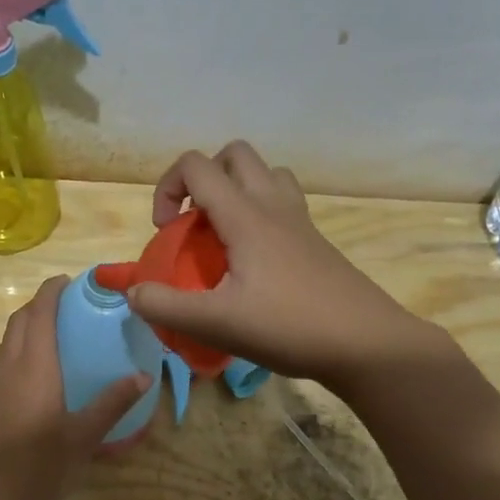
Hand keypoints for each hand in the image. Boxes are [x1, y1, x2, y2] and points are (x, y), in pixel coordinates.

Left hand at [0, 276, 149, 499]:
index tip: (72, 281)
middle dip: (40, 304)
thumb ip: (112, 403)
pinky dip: (22, 348)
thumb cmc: (39, 469)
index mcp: (34, 368)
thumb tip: (143, 376)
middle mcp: (10, 369)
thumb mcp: (83, 437)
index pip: (40, 314)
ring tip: (58, 330)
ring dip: (28, 325)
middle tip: (70, 303)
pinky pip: (5, 360)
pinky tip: (43, 370)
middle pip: (20, 322)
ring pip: (8, 341)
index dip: (52, 291)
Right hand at [129, 141, 440, 387]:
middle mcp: (273, 206)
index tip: (166, 231)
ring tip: (224, 234)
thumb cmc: (289, 327)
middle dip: (204, 179)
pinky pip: (284, 203)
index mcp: (246, 215)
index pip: (197, 165)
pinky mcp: (316, 242)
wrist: (367, 344)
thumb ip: (166, 306)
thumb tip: (132, 292)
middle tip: (195, 224)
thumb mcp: (216, 323)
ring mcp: (300, 221)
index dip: (168, 188)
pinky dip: (261, 213)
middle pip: (235, 155)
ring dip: (237, 190)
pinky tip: (254, 260)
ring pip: (266, 175)